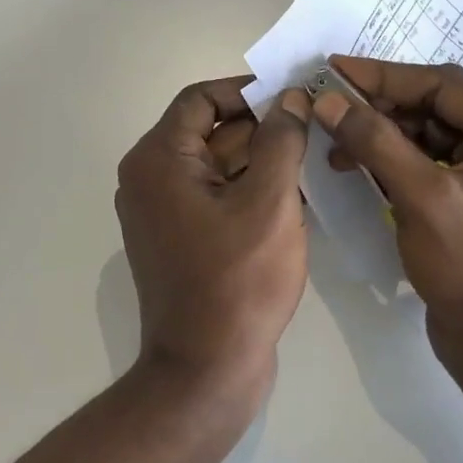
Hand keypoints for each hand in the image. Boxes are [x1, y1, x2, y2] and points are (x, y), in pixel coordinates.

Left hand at [115, 77, 311, 402]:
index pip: (201, 98)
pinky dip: (248, 190)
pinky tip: (293, 196)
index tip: (293, 99)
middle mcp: (149, 178)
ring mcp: (161, 212)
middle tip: (313, 128)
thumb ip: (281, 139)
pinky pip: (214, 197)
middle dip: (261, 127)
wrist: (206, 370)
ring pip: (215, 165)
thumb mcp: (269, 201)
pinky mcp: (178, 239)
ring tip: (312, 160)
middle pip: (208, 131)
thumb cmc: (237, 280)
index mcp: (158, 159)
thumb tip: (290, 98)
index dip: (247, 92)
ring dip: (259, 160)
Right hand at [311, 56, 462, 391]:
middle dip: (378, 108)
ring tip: (333, 142)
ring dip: (379, 135)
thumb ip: (376, 142)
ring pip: (425, 134)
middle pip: (434, 107)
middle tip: (326, 106)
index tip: (332, 68)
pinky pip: (425, 162)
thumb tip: (327, 99)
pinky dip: (389, 161)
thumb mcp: (423, 199)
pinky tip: (354, 166)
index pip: (443, 86)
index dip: (383, 75)